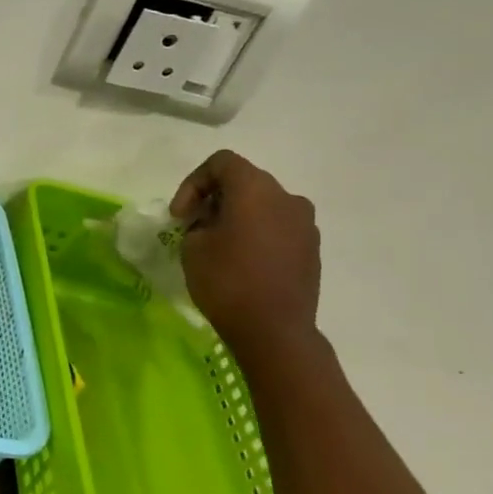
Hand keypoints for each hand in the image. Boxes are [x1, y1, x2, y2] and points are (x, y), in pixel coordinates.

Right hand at [171, 150, 320, 356]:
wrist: (274, 331)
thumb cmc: (227, 281)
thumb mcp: (192, 246)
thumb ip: (198, 222)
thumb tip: (210, 222)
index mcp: (256, 189)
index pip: (221, 163)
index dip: (192, 183)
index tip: (180, 215)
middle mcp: (287, 197)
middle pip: (244, 181)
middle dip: (214, 199)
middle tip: (193, 226)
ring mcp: (305, 223)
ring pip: (263, 205)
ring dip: (237, 216)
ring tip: (218, 244)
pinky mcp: (312, 249)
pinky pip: (278, 227)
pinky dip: (257, 233)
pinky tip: (242, 261)